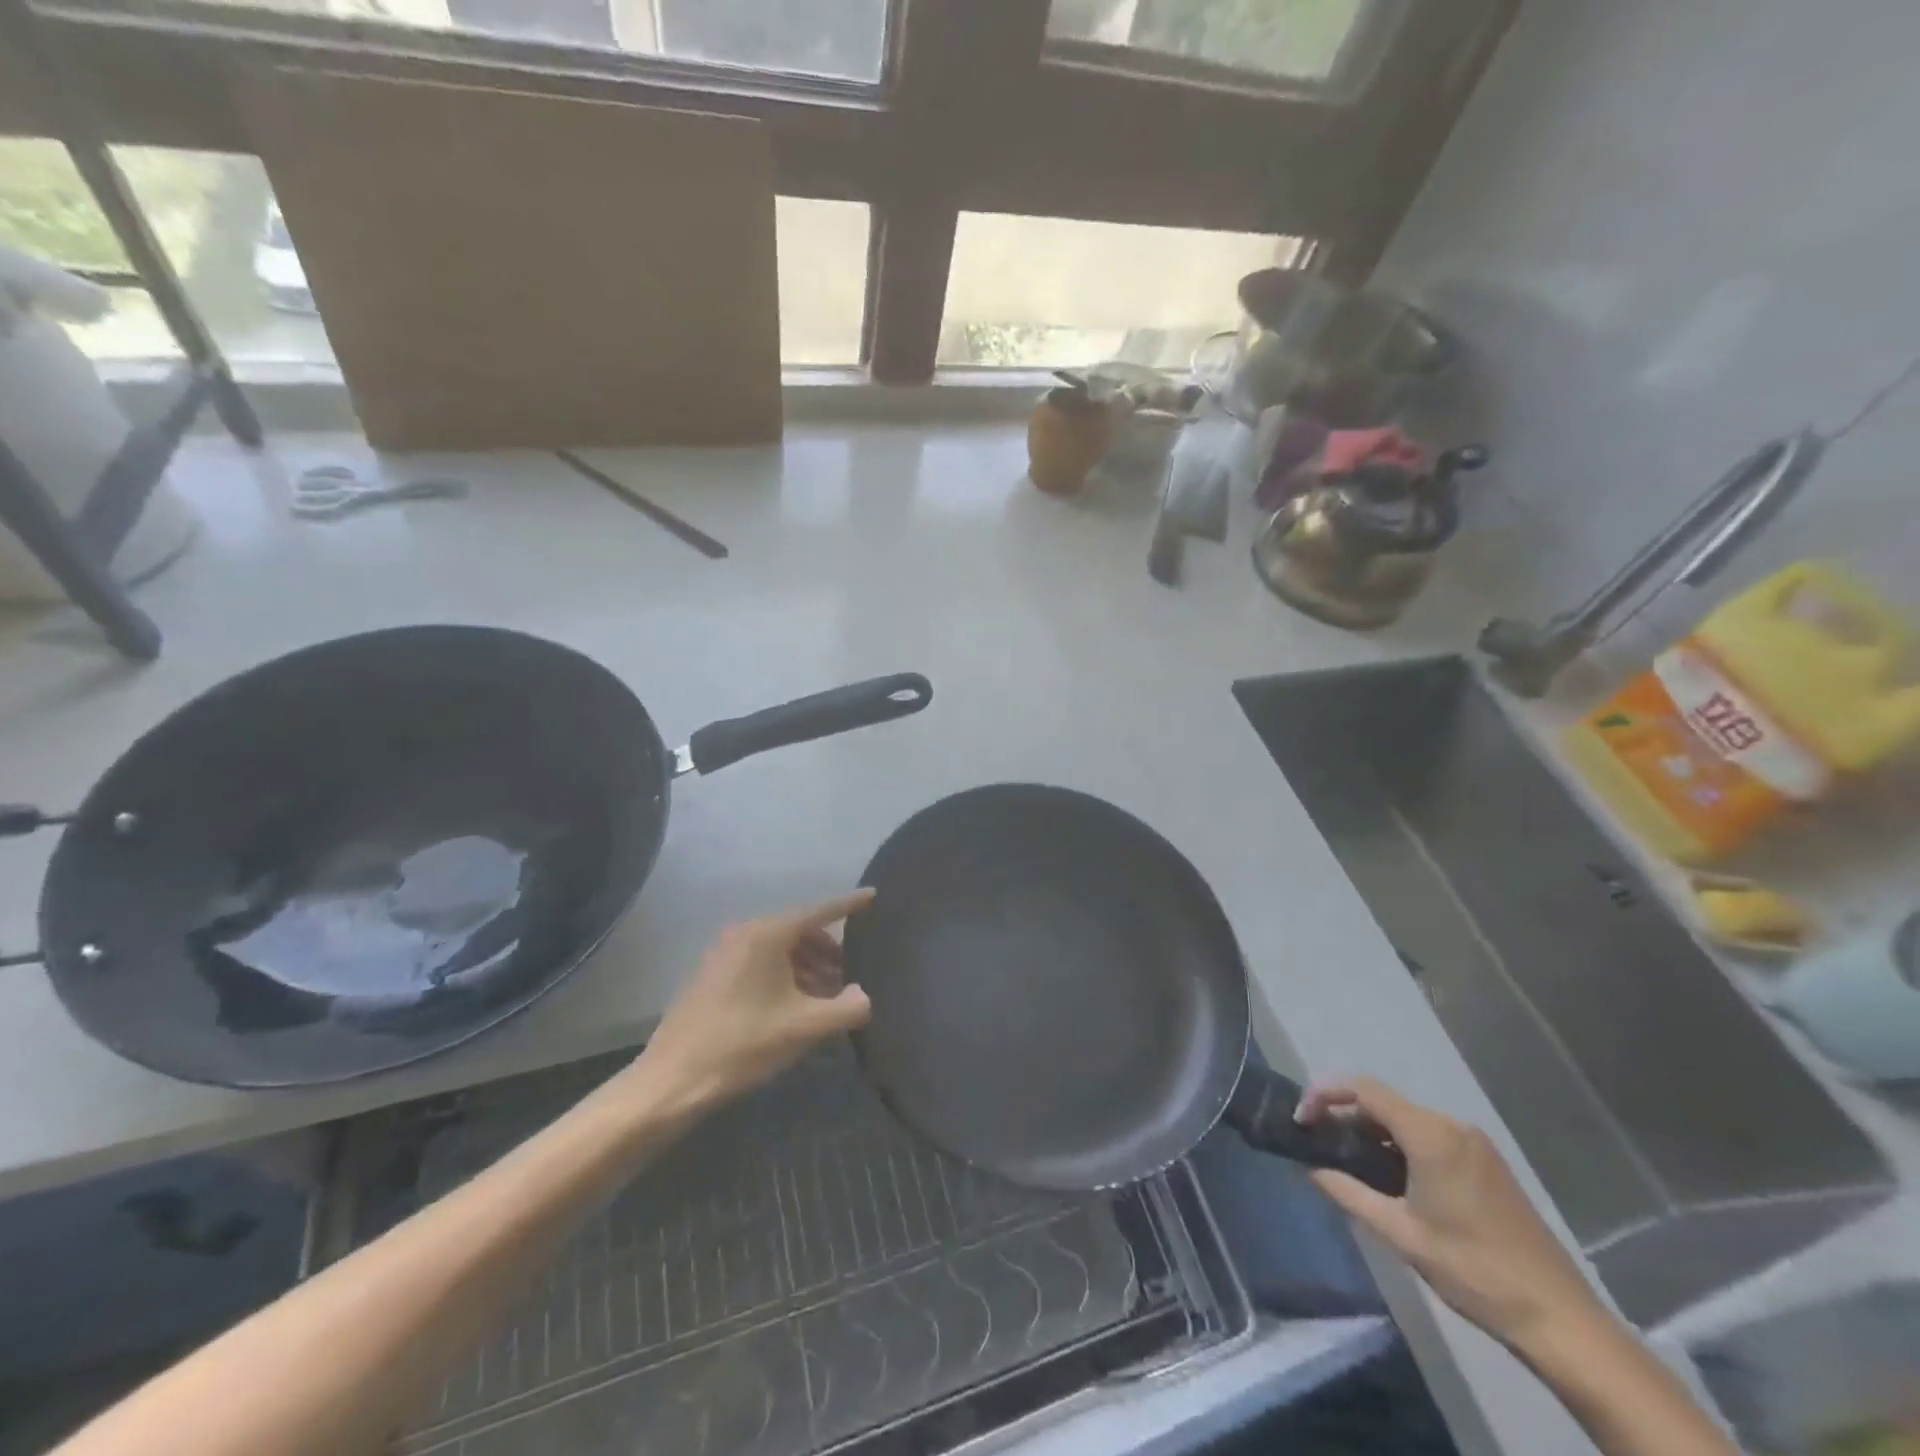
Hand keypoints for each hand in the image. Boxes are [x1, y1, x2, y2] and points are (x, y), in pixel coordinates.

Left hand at [631, 890, 875, 1108]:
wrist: (672, 1079)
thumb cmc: (743, 1044)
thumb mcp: (804, 1028)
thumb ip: (846, 1008)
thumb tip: (865, 997)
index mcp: (768, 934)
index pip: (820, 911)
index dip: (850, 904)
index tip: (874, 896)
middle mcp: (745, 933)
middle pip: (800, 931)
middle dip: (829, 951)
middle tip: (851, 976)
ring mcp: (725, 952)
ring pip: (780, 949)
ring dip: (808, 967)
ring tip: (828, 998)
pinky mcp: (713, 975)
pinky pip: (761, 963)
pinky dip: (785, 975)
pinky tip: (796, 1006)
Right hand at [1297, 1078, 1606, 1355]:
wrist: (1559, 1319)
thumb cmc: (1473, 1271)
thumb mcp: (1401, 1234)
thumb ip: (1349, 1193)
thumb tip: (1311, 1168)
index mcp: (1430, 1135)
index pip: (1364, 1089)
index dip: (1325, 1095)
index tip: (1301, 1120)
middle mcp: (1452, 1127)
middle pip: (1384, 1102)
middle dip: (1346, 1116)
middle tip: (1318, 1143)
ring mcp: (1474, 1145)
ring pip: (1407, 1120)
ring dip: (1372, 1132)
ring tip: (1347, 1161)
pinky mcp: (1487, 1164)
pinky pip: (1430, 1137)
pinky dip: (1400, 1145)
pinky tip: (1389, 1176)